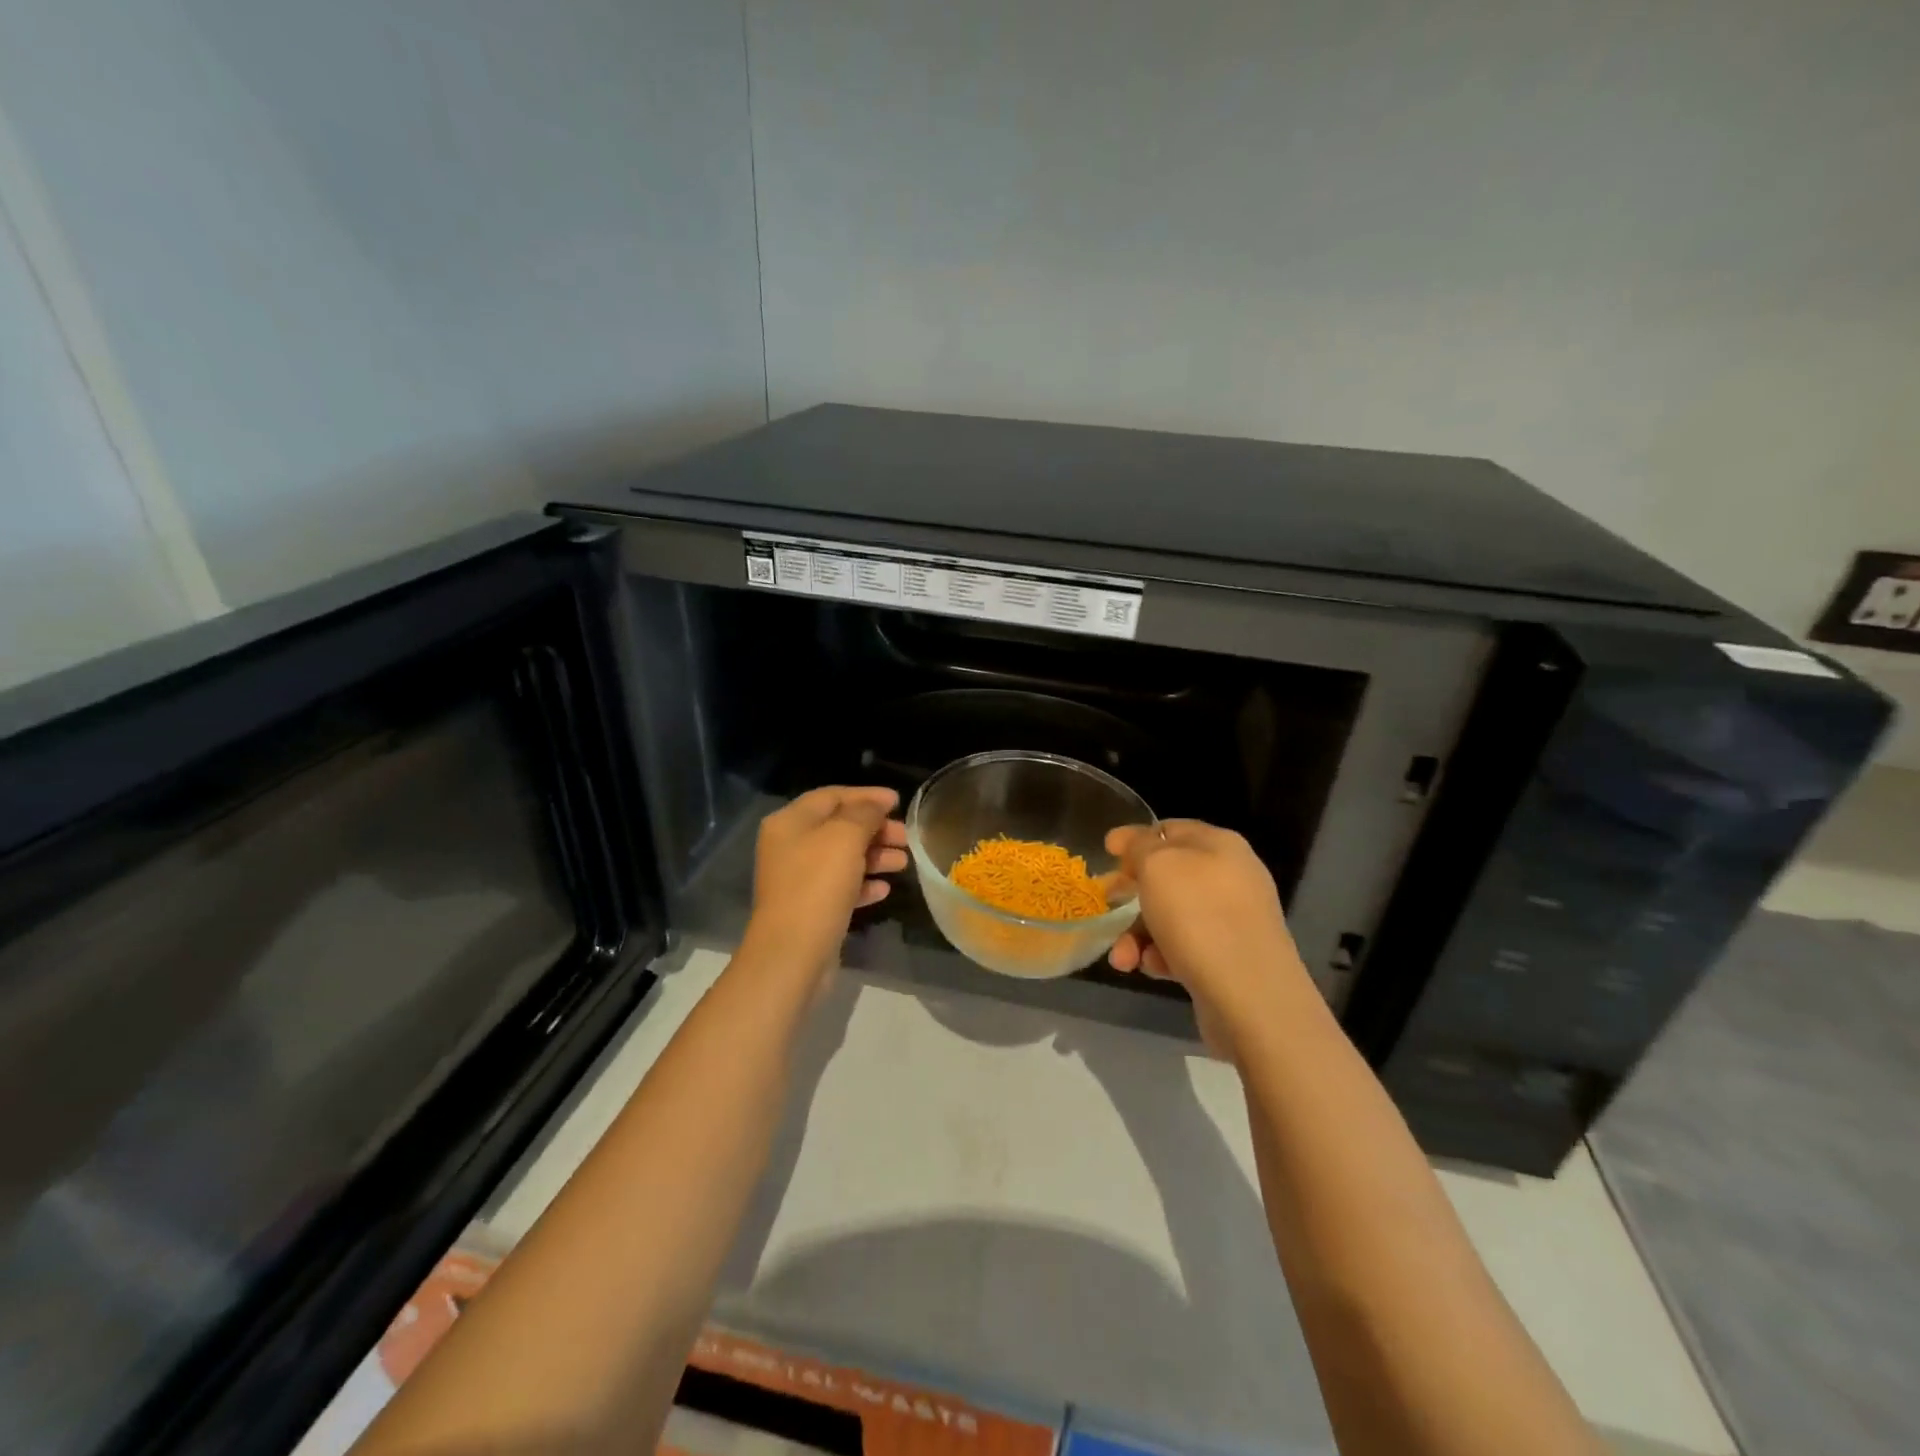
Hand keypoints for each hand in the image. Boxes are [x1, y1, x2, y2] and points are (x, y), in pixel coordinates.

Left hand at [747, 786, 907, 975]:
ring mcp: (798, 879)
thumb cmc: (818, 885)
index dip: (866, 796)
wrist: (793, 953)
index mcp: (790, 822)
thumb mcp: (845, 838)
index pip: (832, 796)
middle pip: (839, 827)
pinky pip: (841, 886)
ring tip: (904, 863)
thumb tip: (876, 804)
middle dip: (875, 829)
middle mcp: (789, 846)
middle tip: (907, 837)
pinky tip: (884, 889)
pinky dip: (863, 883)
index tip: (898, 801)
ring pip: (843, 857)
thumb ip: (864, 813)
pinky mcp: (809, 907)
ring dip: (875, 856)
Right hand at [1105, 820, 1307, 1056]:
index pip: (1171, 829)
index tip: (1106, 853)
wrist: (1251, 997)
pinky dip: (1162, 956)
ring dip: (1139, 934)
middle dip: (1132, 893)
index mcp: (1220, 845)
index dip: (1136, 838)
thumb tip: (1130, 840)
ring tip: (1123, 958)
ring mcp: (1234, 920)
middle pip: (1168, 876)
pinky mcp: (1230, 959)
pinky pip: (1185, 947)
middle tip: (1106, 904)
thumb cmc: (1199, 917)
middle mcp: (1231, 877)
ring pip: (1171, 916)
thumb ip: (1139, 846)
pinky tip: (1151, 969)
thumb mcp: (1158, 866)